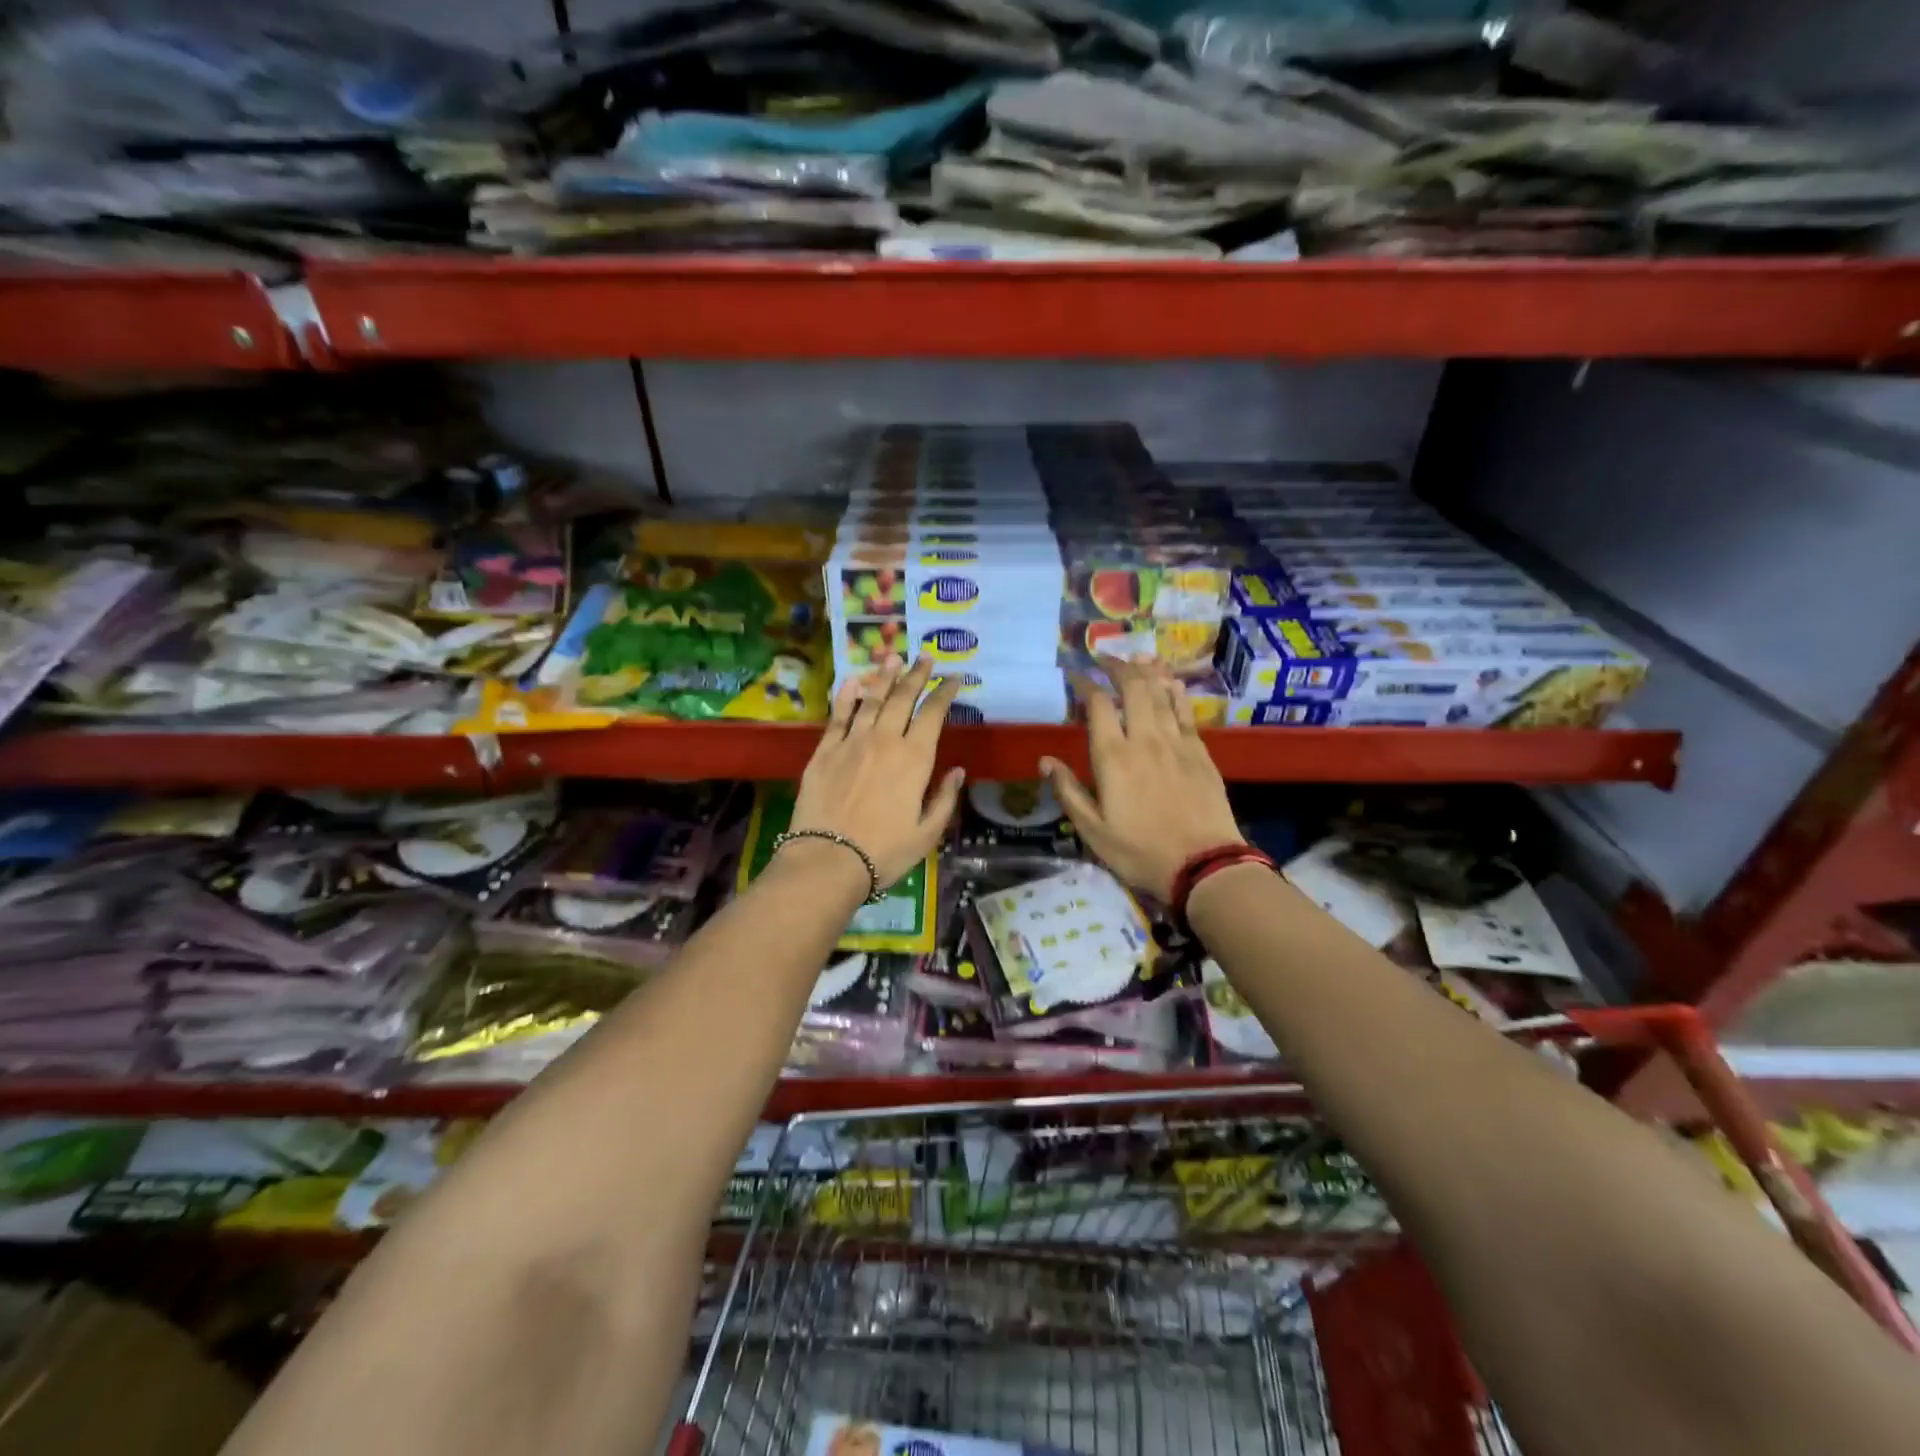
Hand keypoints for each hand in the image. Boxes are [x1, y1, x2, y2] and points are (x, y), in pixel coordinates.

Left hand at [786, 656, 965, 888]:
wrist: (829, 859)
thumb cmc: (884, 852)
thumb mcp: (927, 833)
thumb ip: (944, 799)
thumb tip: (958, 771)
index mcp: (914, 759)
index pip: (933, 715)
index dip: (945, 692)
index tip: (954, 677)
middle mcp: (884, 741)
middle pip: (903, 699)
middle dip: (917, 675)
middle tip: (925, 657)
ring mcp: (851, 742)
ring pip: (872, 700)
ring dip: (885, 677)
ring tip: (893, 657)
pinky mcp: (824, 751)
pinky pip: (838, 716)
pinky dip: (847, 696)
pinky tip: (853, 681)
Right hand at [1040, 658, 1243, 900]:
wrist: (1204, 865)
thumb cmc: (1140, 851)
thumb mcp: (1093, 830)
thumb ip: (1068, 791)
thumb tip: (1045, 761)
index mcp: (1113, 757)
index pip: (1097, 705)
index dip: (1085, 684)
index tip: (1075, 676)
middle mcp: (1145, 739)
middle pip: (1133, 688)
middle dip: (1117, 666)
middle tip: (1105, 657)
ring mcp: (1177, 742)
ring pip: (1161, 693)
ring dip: (1147, 670)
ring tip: (1136, 656)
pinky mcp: (1200, 752)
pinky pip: (1185, 711)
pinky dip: (1175, 692)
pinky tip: (1170, 682)